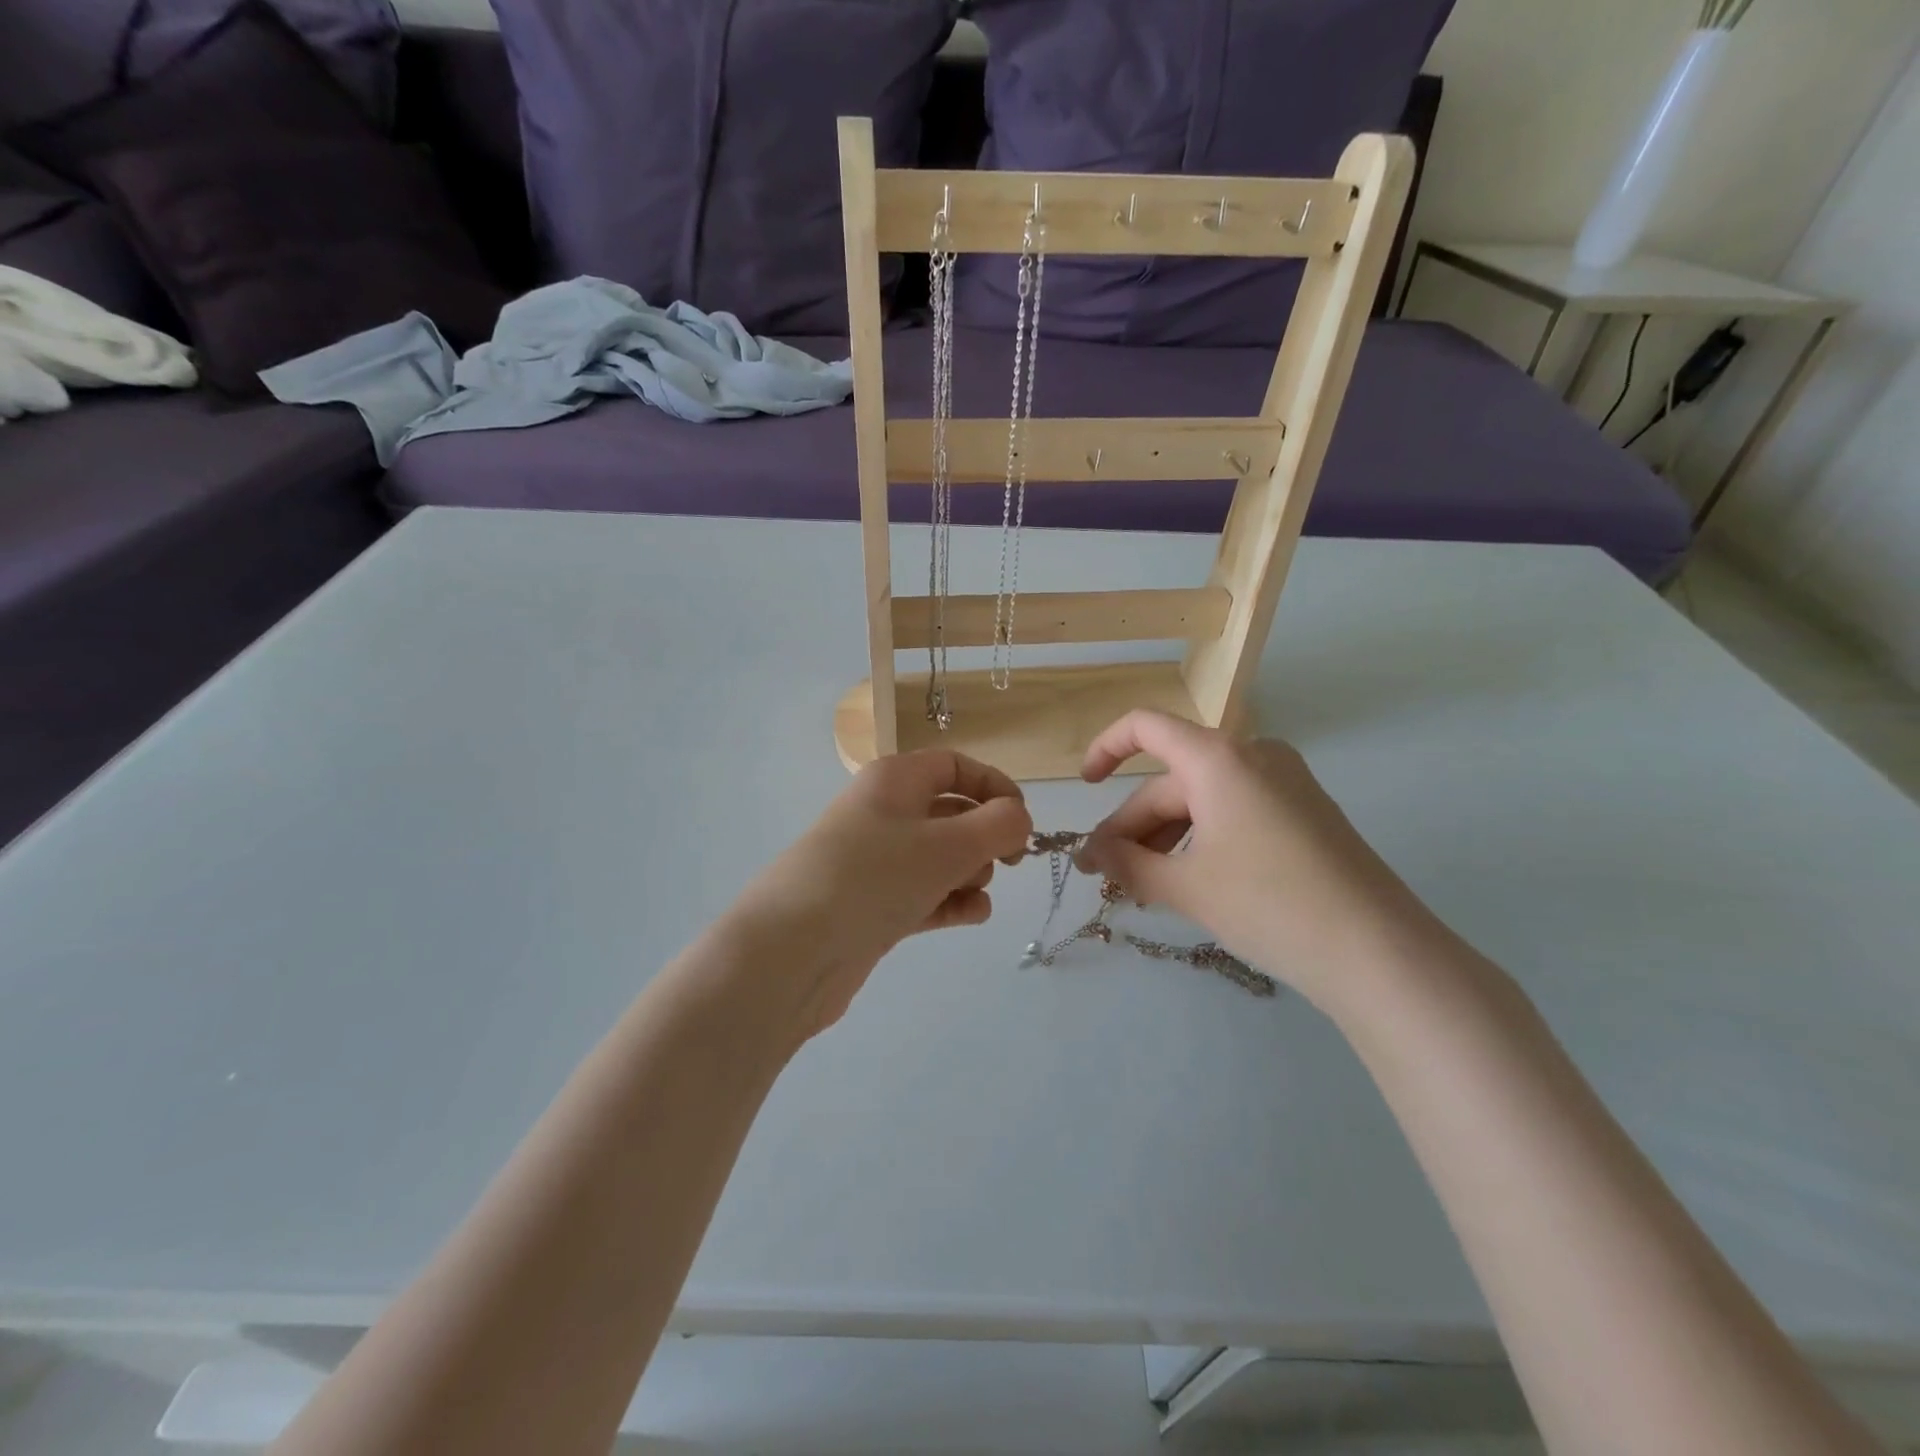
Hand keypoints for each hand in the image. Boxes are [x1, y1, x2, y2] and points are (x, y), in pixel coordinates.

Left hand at [728, 750, 1031, 1038]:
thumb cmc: (874, 877)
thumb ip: (998, 826)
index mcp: (894, 780)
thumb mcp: (948, 844)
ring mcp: (875, 862)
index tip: (1023, 821)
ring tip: (974, 892)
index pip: (954, 766)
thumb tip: (1019, 820)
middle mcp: (882, 813)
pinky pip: (923, 893)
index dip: (994, 786)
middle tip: (1006, 863)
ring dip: (969, 872)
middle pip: (950, 812)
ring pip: (939, 856)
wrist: (792, 951)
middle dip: (984, 836)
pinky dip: (950, 901)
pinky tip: (971, 916)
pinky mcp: (872, 905)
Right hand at [1079, 711, 1440, 1011]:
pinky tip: (1188, 882)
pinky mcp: (1304, 812)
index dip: (1105, 749)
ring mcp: (1285, 782)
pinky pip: (1234, 812)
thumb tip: (1092, 854)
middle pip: (1172, 780)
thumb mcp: (1186, 886)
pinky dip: (1202, 840)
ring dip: (1165, 838)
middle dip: (1133, 827)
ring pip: (1203, 801)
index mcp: (1218, 757)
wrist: (1379, 952)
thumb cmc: (1269, 905)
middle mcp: (1252, 755)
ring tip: (1142, 888)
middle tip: (1105, 875)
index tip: (1083, 787)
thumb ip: (1127, 864)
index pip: (1145, 727)